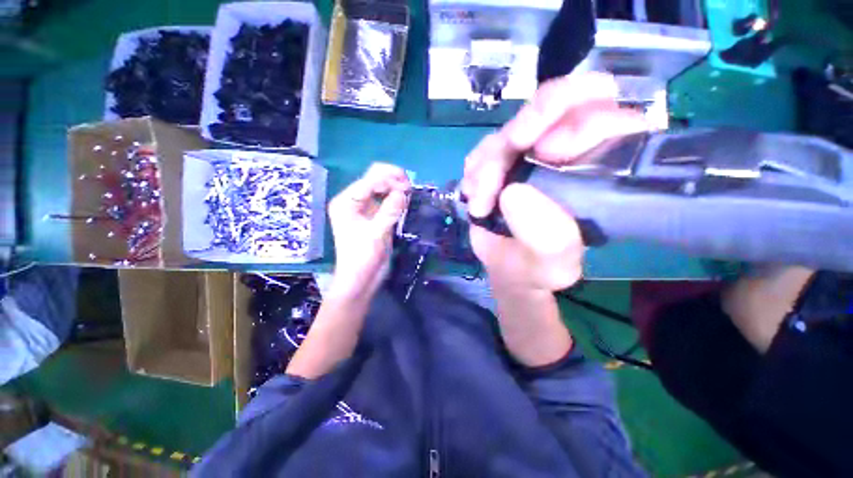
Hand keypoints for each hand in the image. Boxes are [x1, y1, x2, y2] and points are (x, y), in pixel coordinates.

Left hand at [328, 163, 409, 297]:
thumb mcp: (376, 234)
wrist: (360, 279)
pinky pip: (387, 200)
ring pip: (382, 188)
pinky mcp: (375, 216)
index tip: (408, 188)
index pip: (369, 180)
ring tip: (410, 193)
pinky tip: (405, 201)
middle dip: (393, 180)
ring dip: (396, 188)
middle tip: (410, 188)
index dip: (389, 180)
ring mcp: (365, 208)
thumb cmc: (362, 258)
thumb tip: (403, 192)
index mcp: (347, 202)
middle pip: (375, 179)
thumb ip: (389, 211)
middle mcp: (354, 201)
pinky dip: (397, 198)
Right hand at [462, 72, 650, 290]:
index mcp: (601, 168)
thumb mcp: (553, 264)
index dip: (579, 120)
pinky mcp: (501, 160)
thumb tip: (515, 194)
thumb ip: (548, 237)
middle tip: (508, 153)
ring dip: (489, 163)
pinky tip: (477, 198)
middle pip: (557, 100)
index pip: (607, 112)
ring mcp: (531, 152)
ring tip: (482, 203)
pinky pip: (482, 150)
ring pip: (509, 128)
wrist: (507, 267)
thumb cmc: (540, 266)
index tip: (547, 153)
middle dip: (528, 123)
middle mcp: (569, 151)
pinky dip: (474, 173)